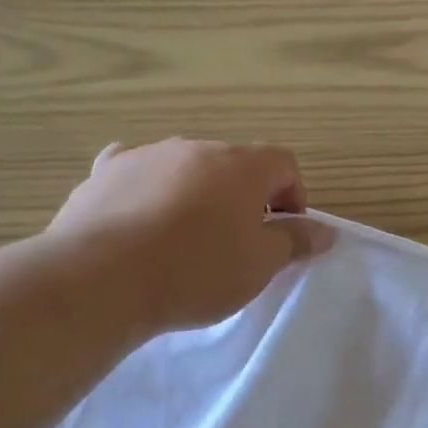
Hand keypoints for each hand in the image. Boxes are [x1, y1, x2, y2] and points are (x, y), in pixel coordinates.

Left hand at [50, 138, 333, 332]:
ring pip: (186, 168)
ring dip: (198, 194)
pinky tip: (142, 217)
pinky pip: (137, 171)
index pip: (284, 164)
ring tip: (187, 239)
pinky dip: (149, 189)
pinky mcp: (103, 173)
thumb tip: (325, 231)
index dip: (294, 197)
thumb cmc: (197, 272)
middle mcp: (194, 148)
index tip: (284, 235)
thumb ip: (295, 241)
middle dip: (246, 197)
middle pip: (234, 164)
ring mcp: (145, 155)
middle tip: (239, 243)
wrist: (102, 279)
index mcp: (240, 165)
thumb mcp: (260, 265)